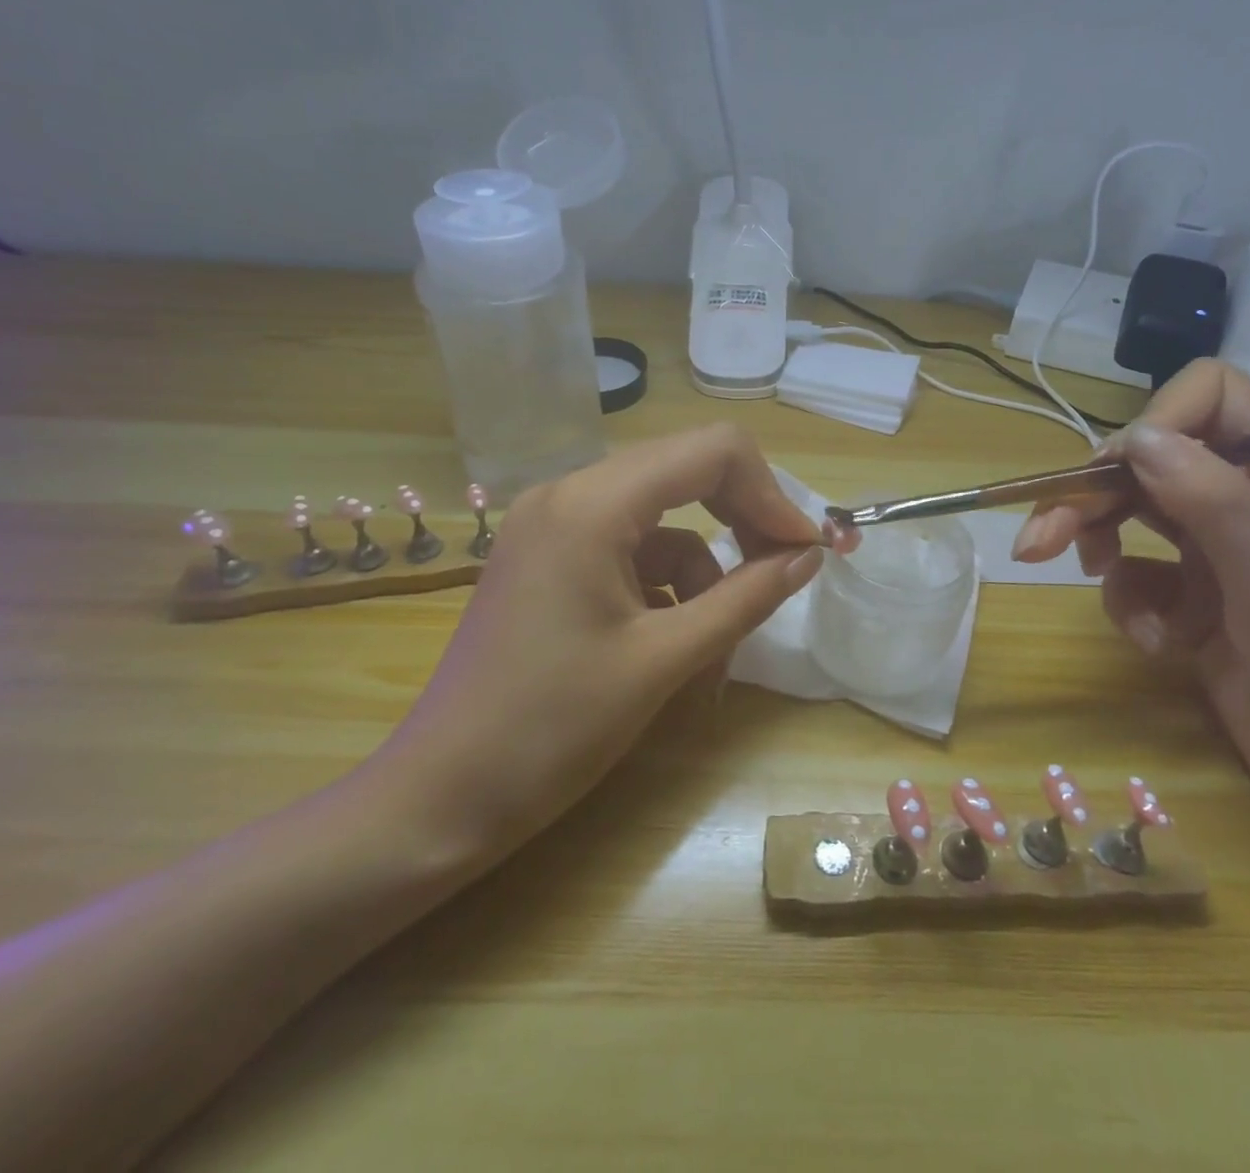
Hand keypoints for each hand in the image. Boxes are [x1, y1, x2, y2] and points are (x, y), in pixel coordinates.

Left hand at [365, 425, 822, 870]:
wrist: (440, 798)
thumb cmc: (552, 729)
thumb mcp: (664, 660)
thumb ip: (746, 597)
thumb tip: (809, 555)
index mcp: (592, 502)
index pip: (711, 451)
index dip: (770, 493)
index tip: (804, 549)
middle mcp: (568, 493)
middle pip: (686, 474)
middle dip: (742, 524)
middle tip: (782, 575)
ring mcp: (552, 524)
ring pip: (661, 522)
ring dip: (703, 574)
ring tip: (715, 652)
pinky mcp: (548, 558)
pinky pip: (629, 552)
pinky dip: (665, 588)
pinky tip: (673, 649)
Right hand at [1011, 360, 1249, 858]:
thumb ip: (1212, 502)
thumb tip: (1133, 440)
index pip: (1212, 398)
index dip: (1157, 423)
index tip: (1116, 475)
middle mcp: (1249, 499)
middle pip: (1148, 462)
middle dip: (1091, 499)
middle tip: (1037, 544)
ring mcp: (1217, 549)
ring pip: (1129, 515)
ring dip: (1101, 551)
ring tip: (1098, 591)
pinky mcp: (1193, 596)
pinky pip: (1134, 575)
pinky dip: (1131, 607)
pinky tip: (1161, 647)